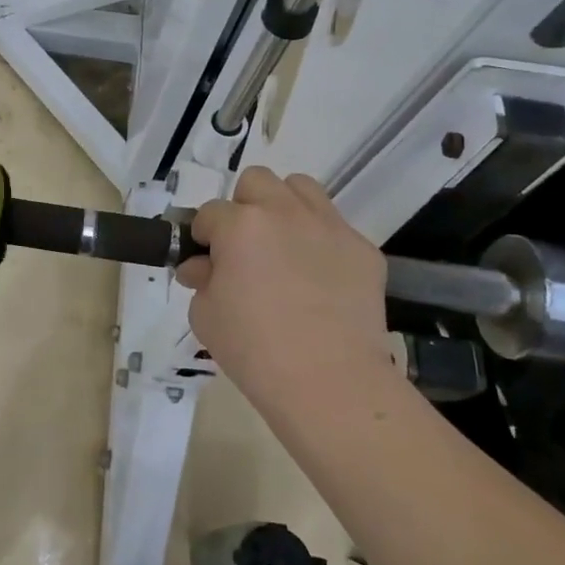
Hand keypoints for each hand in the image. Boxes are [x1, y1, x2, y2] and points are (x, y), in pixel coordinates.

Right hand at [175, 166, 389, 411]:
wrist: (329, 382)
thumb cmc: (253, 349)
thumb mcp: (205, 316)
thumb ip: (201, 280)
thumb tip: (203, 267)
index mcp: (239, 225)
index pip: (210, 213)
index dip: (203, 236)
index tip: (206, 262)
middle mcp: (284, 212)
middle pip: (256, 182)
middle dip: (243, 207)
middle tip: (244, 247)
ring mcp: (329, 227)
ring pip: (301, 188)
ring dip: (284, 208)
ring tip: (282, 246)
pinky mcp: (363, 249)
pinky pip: (335, 228)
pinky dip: (321, 242)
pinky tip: (318, 279)